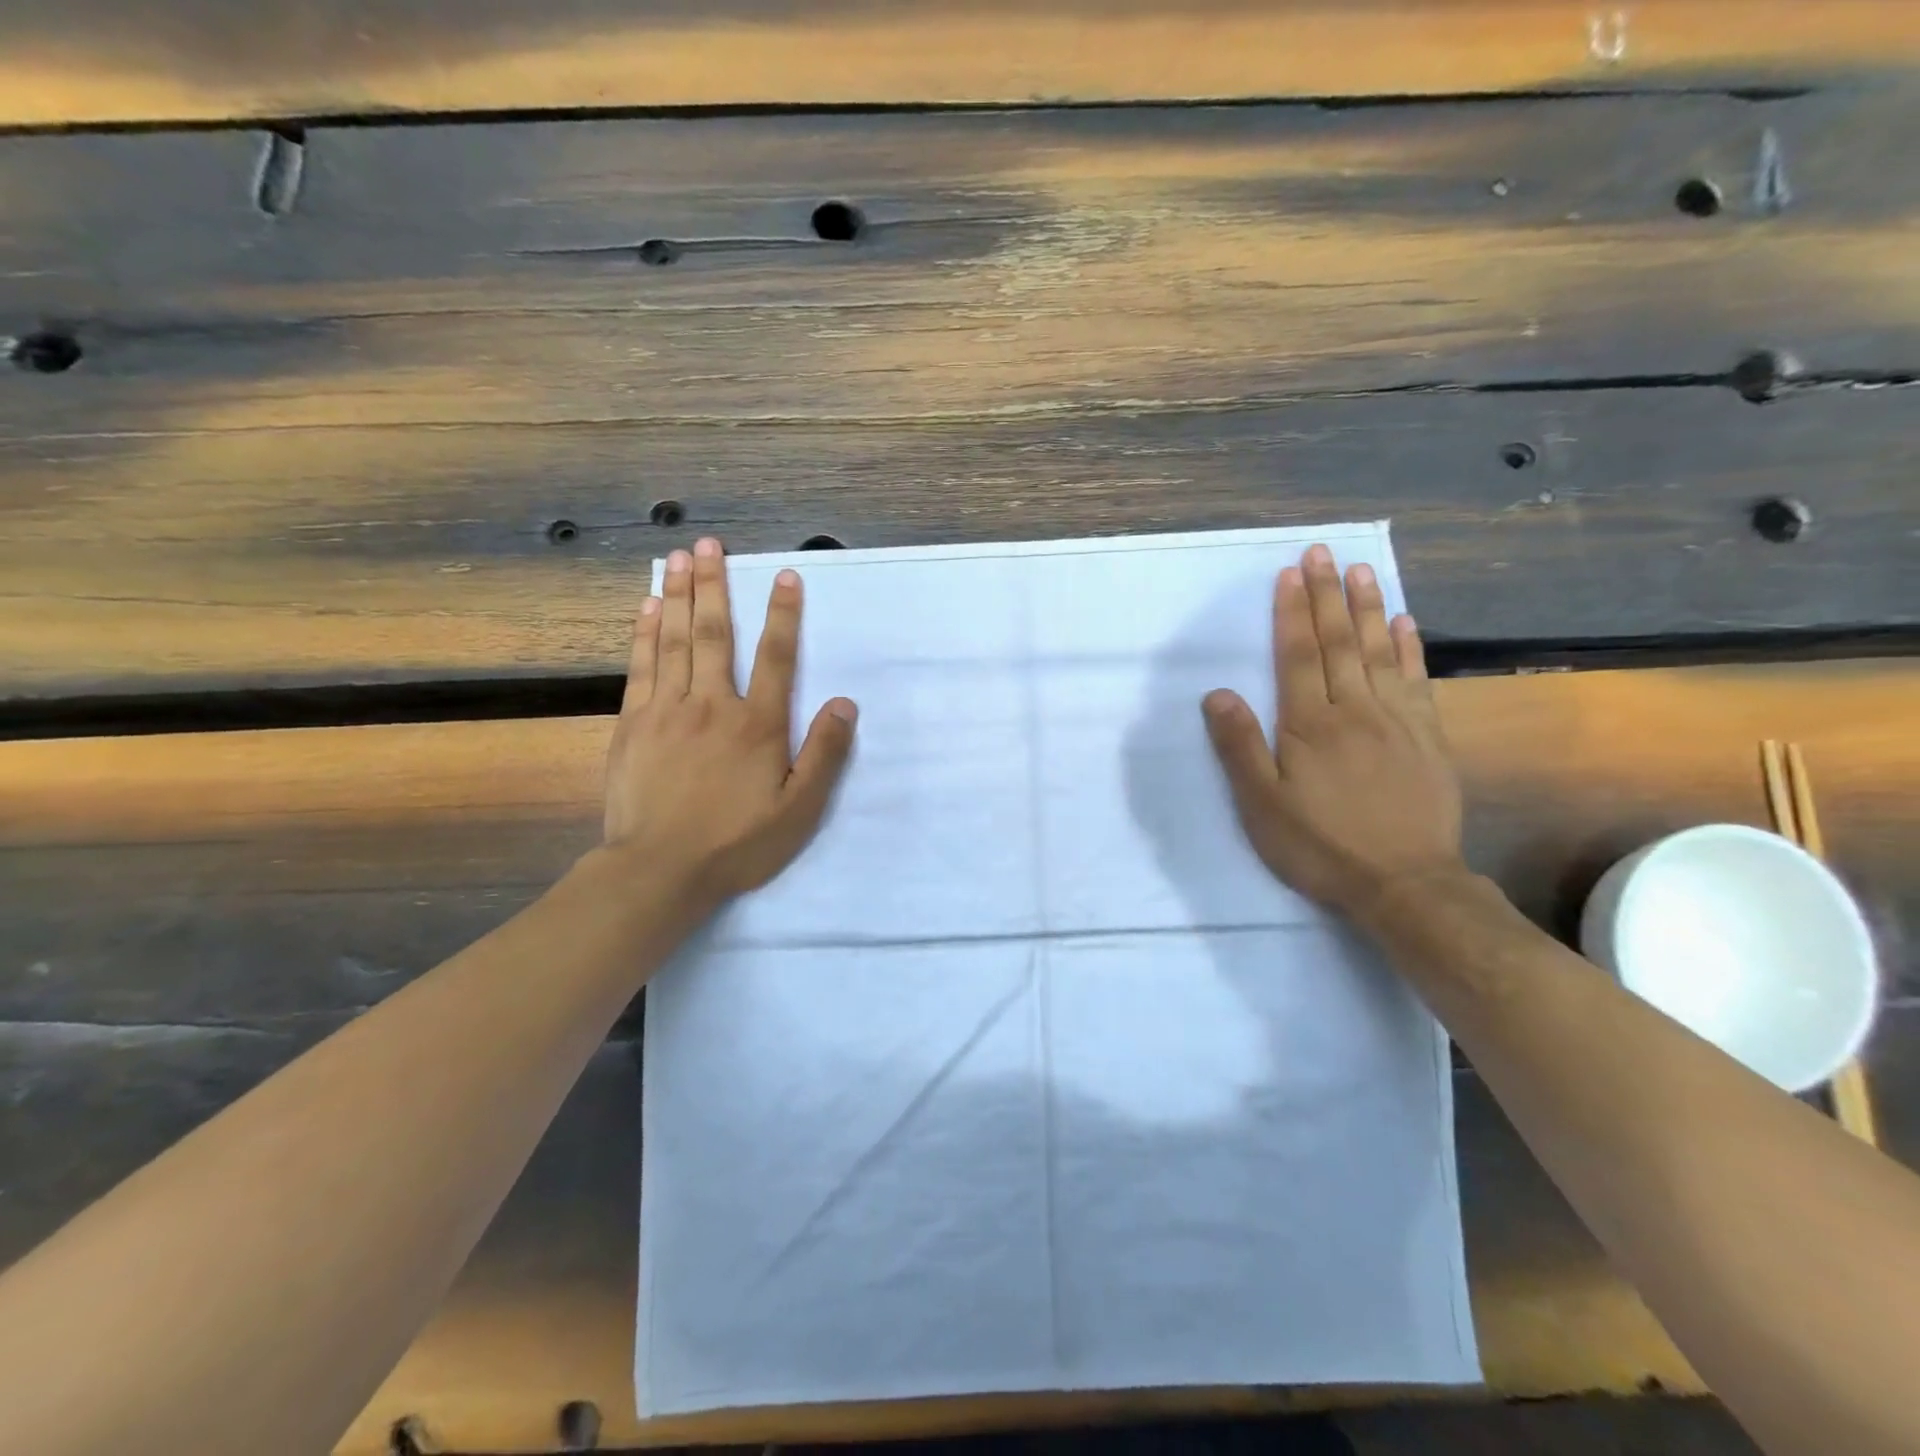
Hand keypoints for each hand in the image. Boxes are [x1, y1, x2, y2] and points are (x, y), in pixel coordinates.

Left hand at [603, 538, 856, 911]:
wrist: (660, 870)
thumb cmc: (738, 843)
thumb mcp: (799, 810)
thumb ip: (824, 755)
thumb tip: (845, 704)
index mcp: (757, 724)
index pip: (775, 657)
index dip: (783, 614)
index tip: (783, 575)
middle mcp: (712, 705)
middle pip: (714, 634)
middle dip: (715, 585)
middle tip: (708, 544)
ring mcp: (667, 711)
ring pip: (674, 641)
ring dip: (678, 595)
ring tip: (678, 557)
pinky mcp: (634, 724)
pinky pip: (641, 667)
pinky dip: (644, 633)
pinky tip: (647, 607)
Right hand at [1202, 543, 1464, 920]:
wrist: (1405, 884)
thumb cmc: (1320, 845)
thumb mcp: (1261, 805)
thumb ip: (1239, 747)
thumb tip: (1218, 693)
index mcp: (1309, 724)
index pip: (1298, 655)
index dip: (1292, 612)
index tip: (1290, 573)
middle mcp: (1354, 709)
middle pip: (1339, 642)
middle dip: (1327, 594)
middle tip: (1322, 552)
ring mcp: (1397, 720)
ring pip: (1379, 652)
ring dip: (1368, 608)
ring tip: (1361, 570)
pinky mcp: (1428, 738)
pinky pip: (1417, 681)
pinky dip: (1409, 648)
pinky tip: (1404, 623)